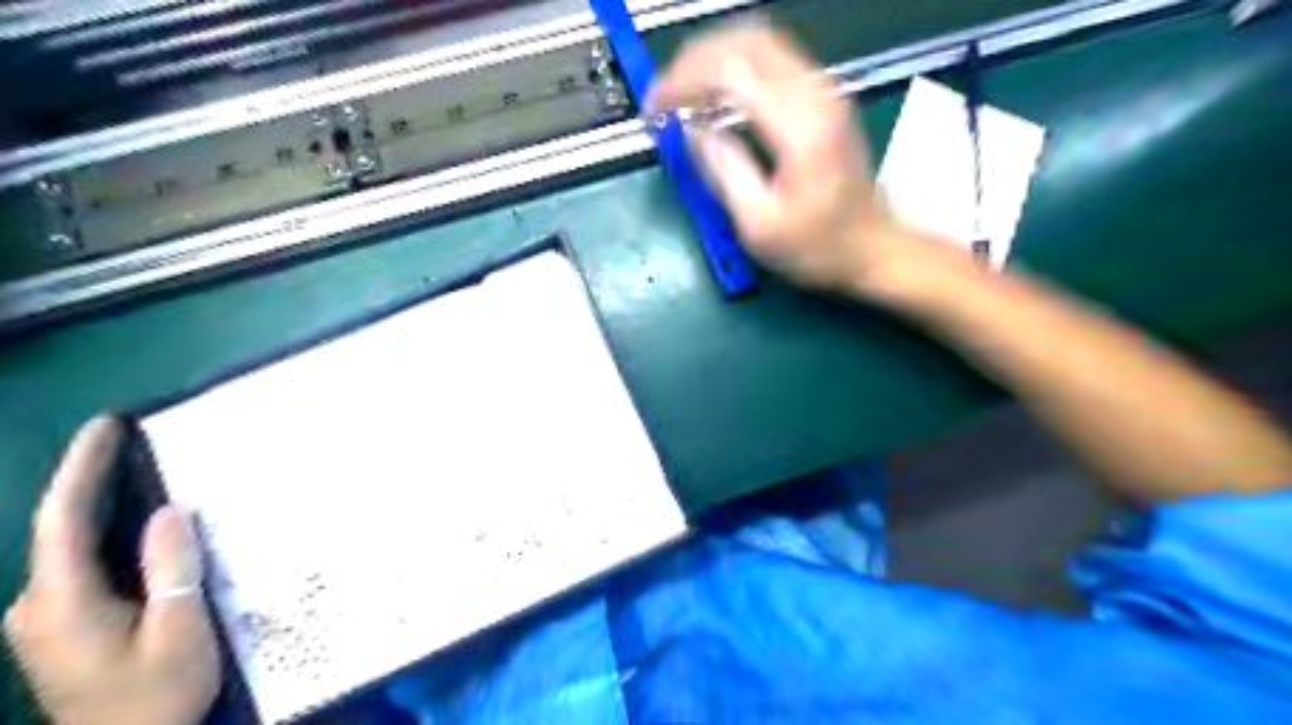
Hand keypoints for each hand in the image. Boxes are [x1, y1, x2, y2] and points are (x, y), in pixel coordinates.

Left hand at [2, 416, 216, 724]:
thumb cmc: (156, 693)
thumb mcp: (178, 630)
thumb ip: (171, 568)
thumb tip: (172, 510)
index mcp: (62, 603)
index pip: (62, 519)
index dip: (82, 467)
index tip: (107, 426)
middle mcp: (37, 605)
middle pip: (60, 528)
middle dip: (91, 478)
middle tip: (130, 439)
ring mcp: (42, 618)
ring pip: (70, 546)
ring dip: (100, 505)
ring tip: (137, 471)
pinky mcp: (58, 626)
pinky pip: (79, 563)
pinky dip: (104, 532)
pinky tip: (134, 524)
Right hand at [645, 26, 957, 295]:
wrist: (871, 247)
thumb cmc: (817, 247)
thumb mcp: (759, 223)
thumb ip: (722, 169)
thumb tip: (692, 131)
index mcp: (799, 127)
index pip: (729, 72)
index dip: (682, 82)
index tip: (654, 109)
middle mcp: (816, 95)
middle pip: (744, 41)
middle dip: (693, 61)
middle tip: (665, 96)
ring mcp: (825, 91)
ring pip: (758, 41)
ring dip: (713, 59)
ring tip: (683, 93)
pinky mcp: (824, 98)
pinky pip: (772, 58)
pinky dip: (735, 67)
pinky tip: (716, 94)